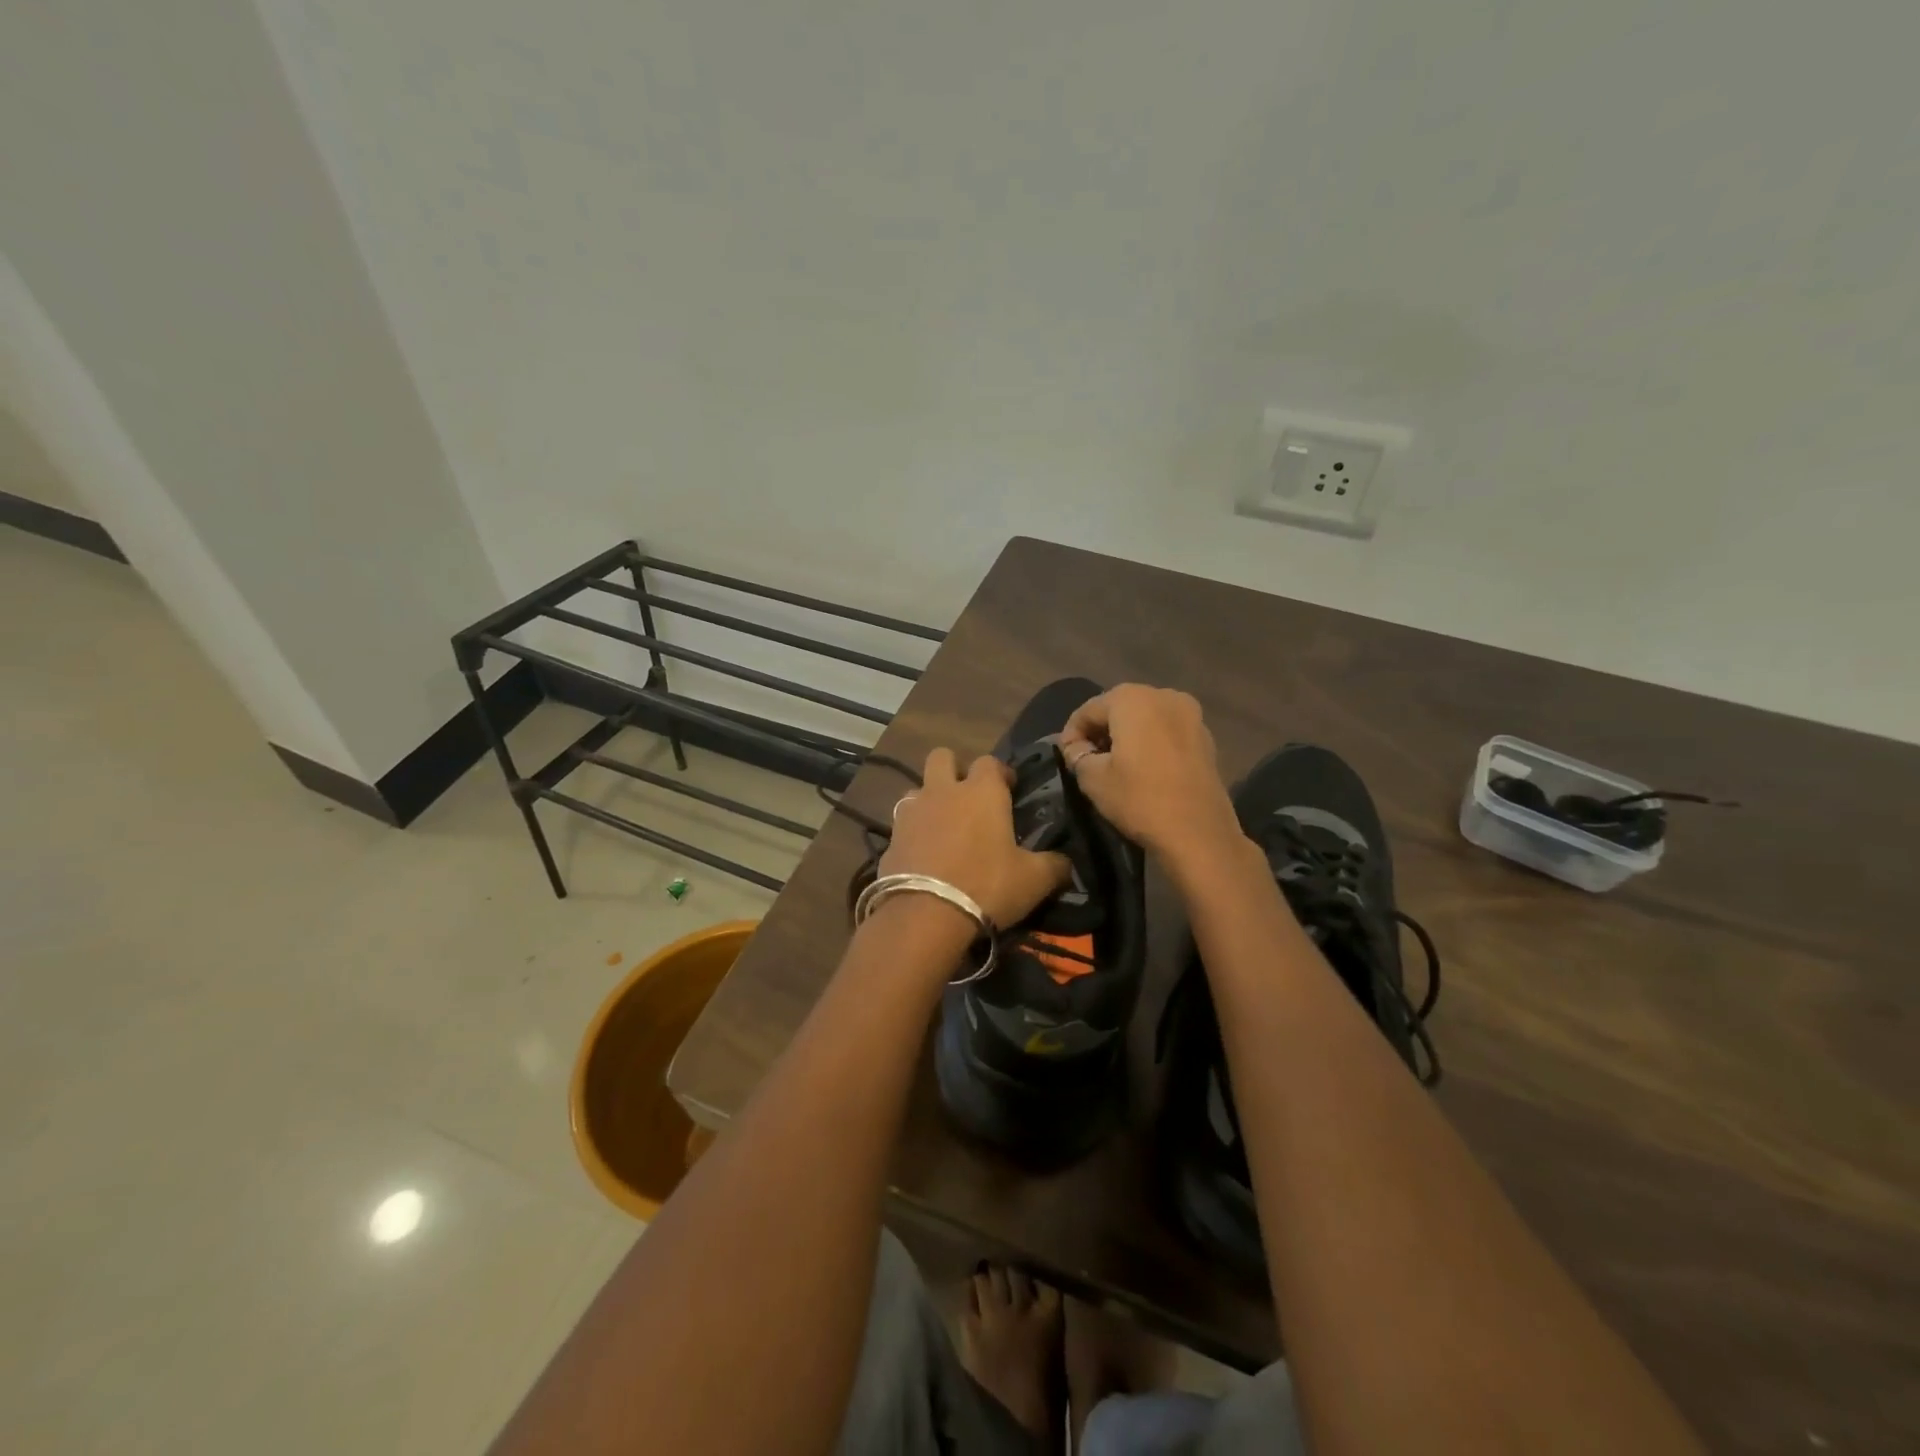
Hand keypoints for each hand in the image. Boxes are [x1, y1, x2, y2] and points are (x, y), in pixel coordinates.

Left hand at [881, 749, 1071, 927]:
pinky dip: (914, 832)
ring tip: (943, 827)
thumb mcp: (1034, 880)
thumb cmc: (987, 886)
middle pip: (942, 757)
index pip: (990, 762)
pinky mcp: (890, 838)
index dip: (1001, 772)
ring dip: (930, 800)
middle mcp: (943, 791)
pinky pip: (902, 824)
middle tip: (968, 796)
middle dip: (954, 769)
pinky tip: (924, 855)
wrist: (924, 915)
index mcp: (982, 791)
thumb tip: (1066, 863)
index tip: (1010, 789)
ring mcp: (912, 812)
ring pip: (917, 788)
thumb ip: (1055, 866)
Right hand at [1058, 685, 1242, 866]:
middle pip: (1119, 707)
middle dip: (1100, 730)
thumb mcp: (1093, 779)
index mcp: (1132, 699)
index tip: (1065, 758)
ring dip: (1126, 735)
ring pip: (1145, 717)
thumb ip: (1077, 755)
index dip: (1071, 733)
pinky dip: (1150, 742)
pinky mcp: (1206, 737)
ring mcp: (1191, 714)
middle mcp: (1163, 695)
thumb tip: (1077, 747)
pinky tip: (1143, 768)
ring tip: (1114, 764)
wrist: (1199, 833)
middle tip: (1087, 759)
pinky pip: (1166, 731)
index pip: (1088, 710)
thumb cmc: (1139, 799)